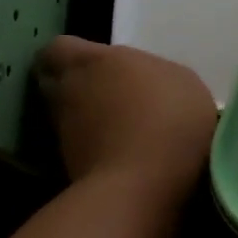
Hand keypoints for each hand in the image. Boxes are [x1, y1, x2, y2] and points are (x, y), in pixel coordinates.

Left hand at [35, 37, 215, 195]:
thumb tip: (142, 83)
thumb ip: (152, 74)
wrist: (144, 187)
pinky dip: (94, 148)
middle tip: (107, 93)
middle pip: (55, 83)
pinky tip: (125, 155)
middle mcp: (69, 93)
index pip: (58, 49)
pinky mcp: (68, 171)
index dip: (71, 56)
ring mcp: (64, 135)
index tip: (95, 65)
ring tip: (120, 128)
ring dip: (85, 118)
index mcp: (94, 61)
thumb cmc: (169, 119)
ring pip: (65, 116)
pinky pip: (78, 148)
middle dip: (74, 86)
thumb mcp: (183, 81)